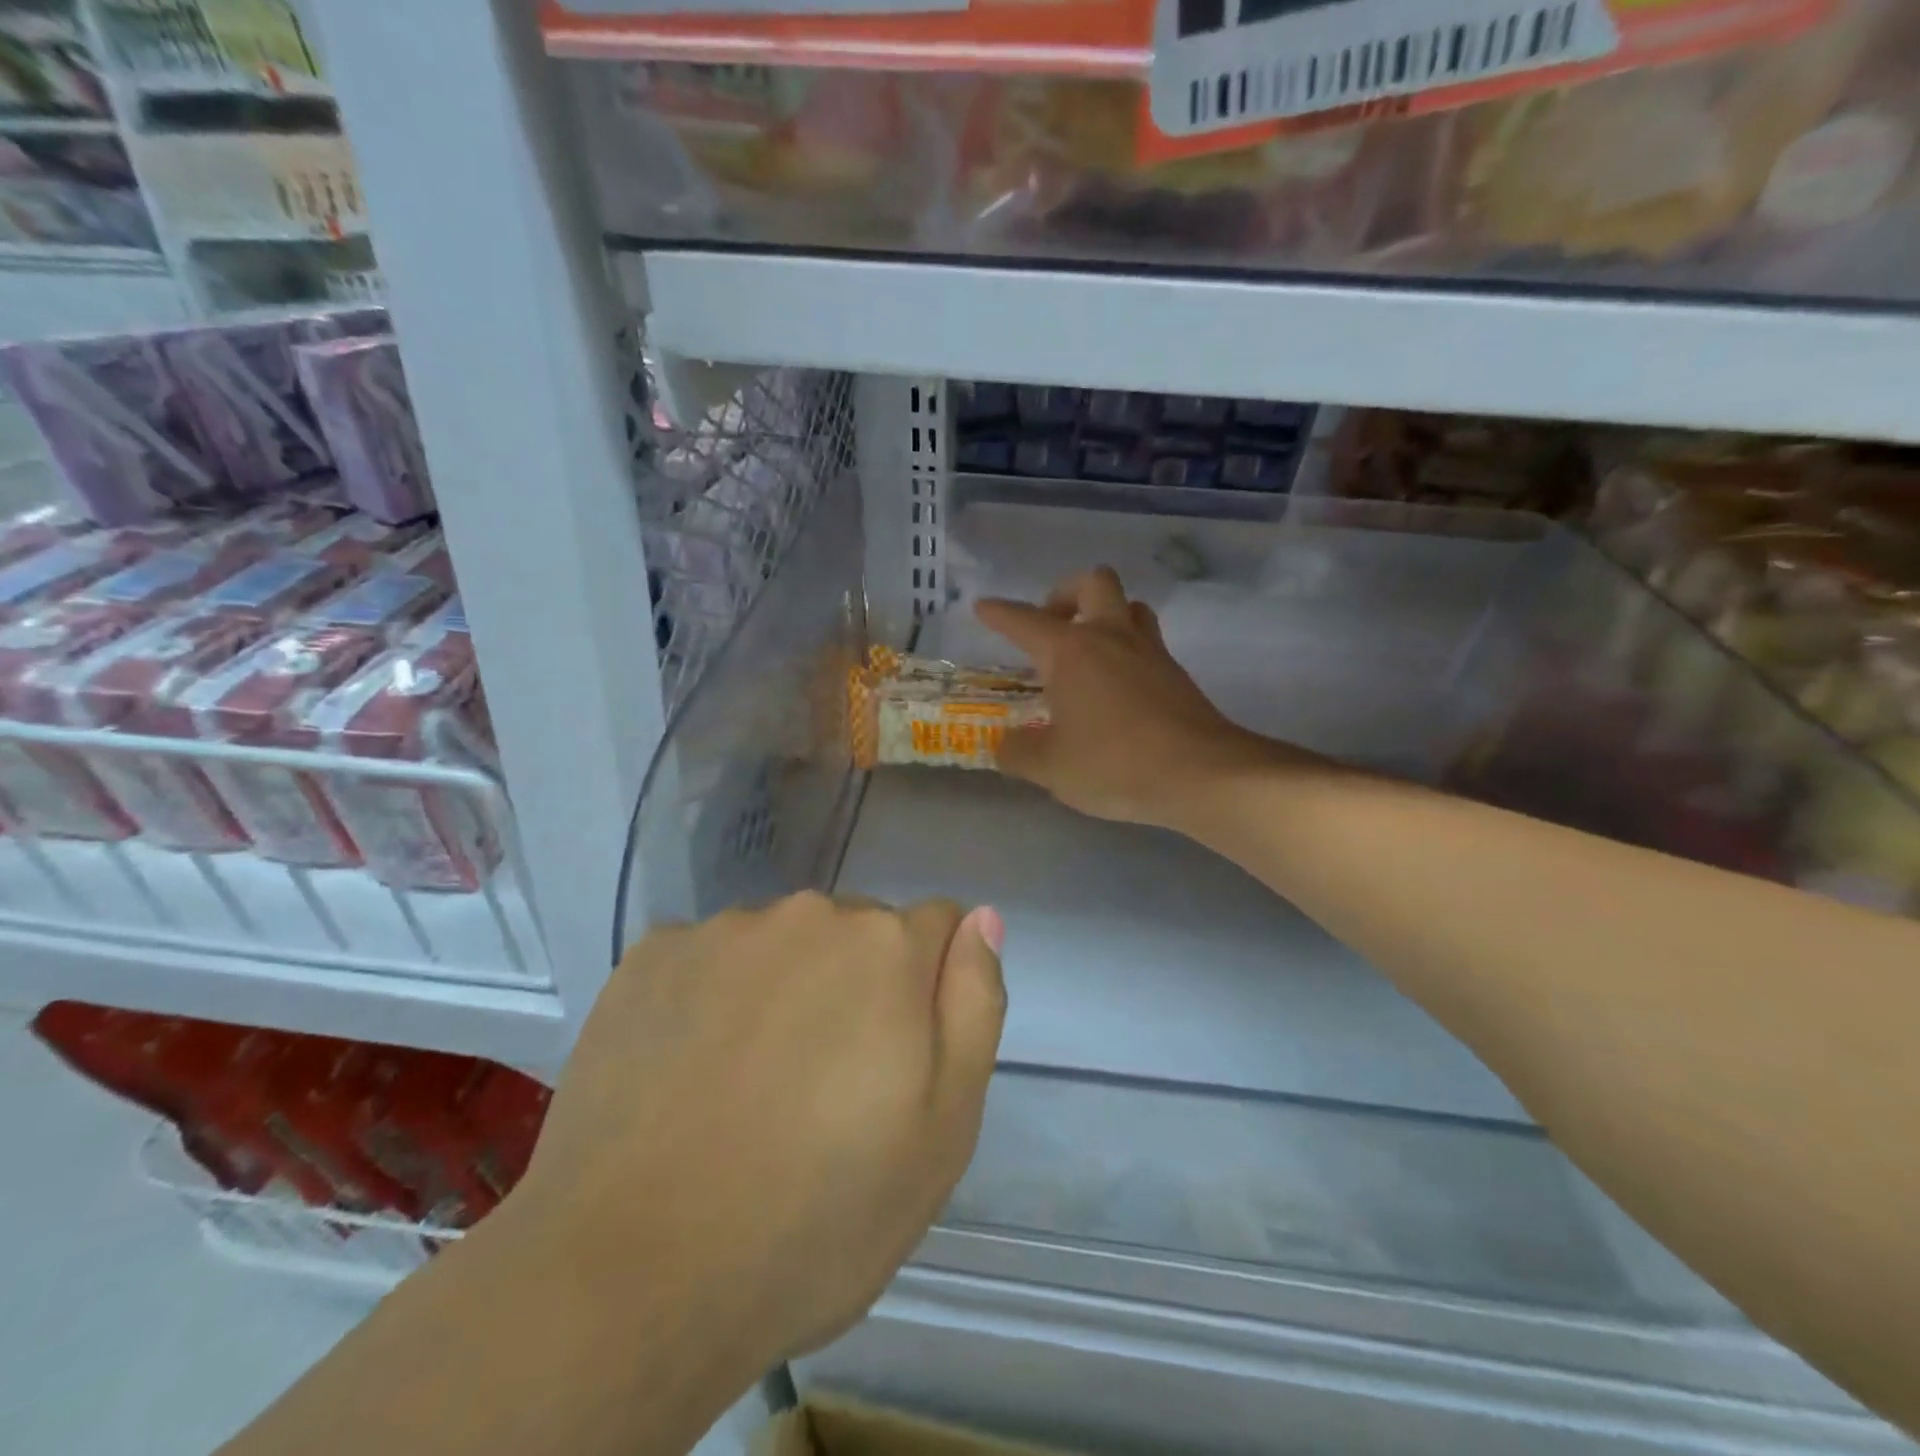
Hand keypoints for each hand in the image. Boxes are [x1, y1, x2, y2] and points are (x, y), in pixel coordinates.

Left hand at [509, 893, 1004, 1375]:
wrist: (629, 1277)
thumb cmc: (818, 1215)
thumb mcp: (944, 1128)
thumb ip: (973, 1004)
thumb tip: (981, 919)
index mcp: (884, 946)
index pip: (937, 926)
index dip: (929, 987)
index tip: (901, 1054)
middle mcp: (806, 913)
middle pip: (858, 930)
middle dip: (859, 984)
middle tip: (827, 1085)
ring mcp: (720, 931)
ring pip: (783, 944)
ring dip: (786, 988)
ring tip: (753, 1085)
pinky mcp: (649, 958)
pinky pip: (710, 958)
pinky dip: (714, 997)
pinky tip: (689, 1072)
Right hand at [976, 567, 1278, 829]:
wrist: (1201, 774)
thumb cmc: (1114, 763)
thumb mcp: (1050, 767)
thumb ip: (1019, 752)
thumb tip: (1007, 744)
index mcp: (1071, 651)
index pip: (1025, 621)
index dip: (1000, 613)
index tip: (984, 607)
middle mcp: (1111, 637)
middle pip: (1093, 583)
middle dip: (1066, 594)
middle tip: (1052, 626)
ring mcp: (1150, 652)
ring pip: (1130, 607)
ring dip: (1105, 616)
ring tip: (1087, 652)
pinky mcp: (1176, 675)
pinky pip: (1147, 643)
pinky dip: (1126, 652)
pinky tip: (1115, 688)